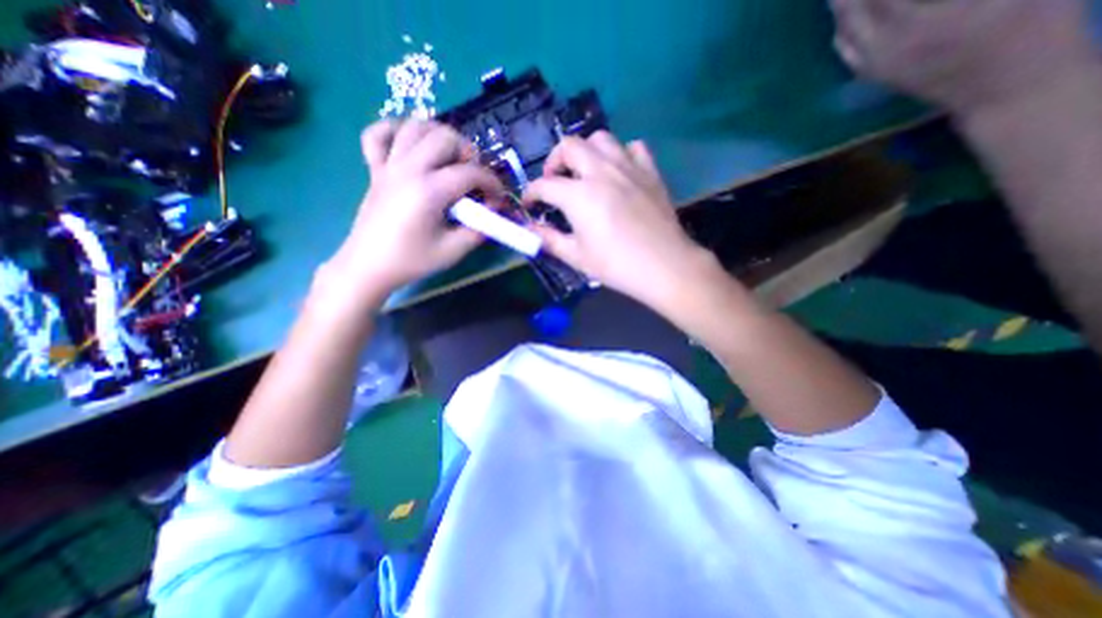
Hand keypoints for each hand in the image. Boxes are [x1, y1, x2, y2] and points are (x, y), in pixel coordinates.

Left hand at [324, 119, 503, 306]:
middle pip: (444, 138)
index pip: (470, 172)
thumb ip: (478, 230)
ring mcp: (388, 166)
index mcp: (429, 191)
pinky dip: (395, 131)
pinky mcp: (375, 170)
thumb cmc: (412, 261)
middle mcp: (409, 169)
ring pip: (414, 127)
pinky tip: (410, 144)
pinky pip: (377, 135)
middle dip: (468, 152)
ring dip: (438, 135)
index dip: (492, 182)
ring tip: (449, 157)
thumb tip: (491, 212)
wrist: (369, 266)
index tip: (498, 197)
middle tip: (474, 176)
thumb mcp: (453, 251)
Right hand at [522, 132, 710, 311]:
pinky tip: (619, 172)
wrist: (664, 266)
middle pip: (569, 146)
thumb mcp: (576, 257)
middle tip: (555, 181)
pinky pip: (633, 147)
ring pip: (601, 138)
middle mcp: (601, 172)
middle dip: (554, 161)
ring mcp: (628, 168)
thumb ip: (549, 239)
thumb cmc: (616, 265)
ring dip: (586, 151)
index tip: (529, 203)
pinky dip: (621, 154)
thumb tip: (530, 229)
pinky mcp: (650, 172)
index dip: (531, 193)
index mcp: (579, 195)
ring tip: (585, 172)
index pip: (544, 185)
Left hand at [837, 0, 1091, 117]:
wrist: (1003, 88)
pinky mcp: (874, 76)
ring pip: (842, 34)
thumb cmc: (1026, 22)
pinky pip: (846, 51)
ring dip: (842, 8)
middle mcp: (879, 49)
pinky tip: (847, 16)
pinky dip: (843, 29)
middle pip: (849, 13)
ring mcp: (872, 67)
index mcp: (912, 22)